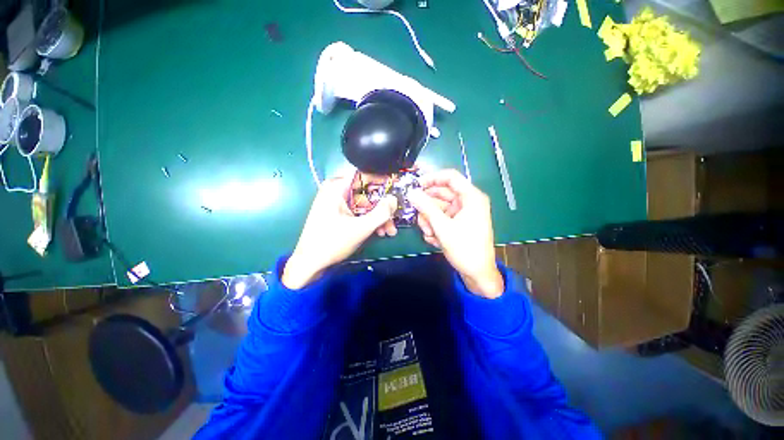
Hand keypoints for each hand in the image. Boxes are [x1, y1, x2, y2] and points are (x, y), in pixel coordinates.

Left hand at [282, 177, 396, 289]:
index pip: (365, 175)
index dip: (383, 180)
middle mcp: (336, 191)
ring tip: (389, 232)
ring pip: (364, 205)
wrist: (309, 264)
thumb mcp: (361, 228)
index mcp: (337, 188)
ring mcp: (336, 202)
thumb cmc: (332, 243)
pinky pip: (357, 212)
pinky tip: (378, 232)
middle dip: (382, 208)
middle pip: (367, 193)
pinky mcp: (337, 213)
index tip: (398, 188)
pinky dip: (368, 221)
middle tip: (394, 221)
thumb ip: (381, 213)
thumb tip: (394, 199)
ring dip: (378, 218)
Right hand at [408, 170, 503, 297]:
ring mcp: (463, 213)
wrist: (477, 274)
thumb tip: (411, 192)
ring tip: (428, 233)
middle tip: (416, 215)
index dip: (431, 178)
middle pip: (441, 194)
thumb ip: (426, 207)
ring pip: (439, 208)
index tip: (415, 185)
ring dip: (430, 220)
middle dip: (428, 206)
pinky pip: (442, 218)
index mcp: (471, 197)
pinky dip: (435, 227)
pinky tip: (434, 239)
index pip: (450, 177)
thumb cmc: (464, 248)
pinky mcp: (458, 223)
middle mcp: (467, 202)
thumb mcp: (442, 227)